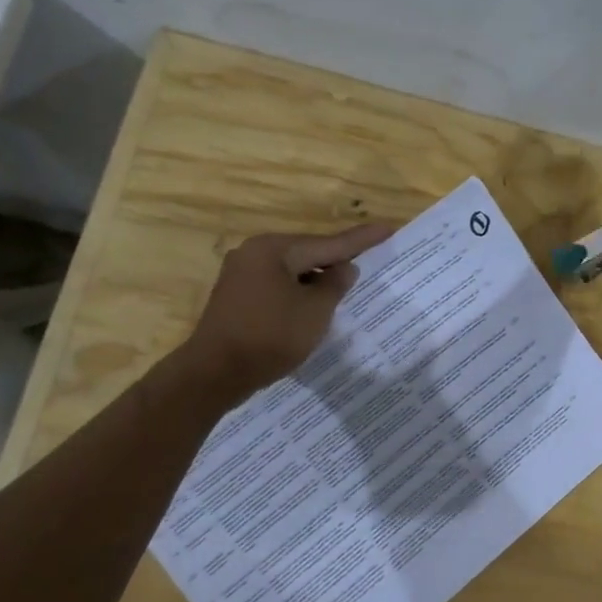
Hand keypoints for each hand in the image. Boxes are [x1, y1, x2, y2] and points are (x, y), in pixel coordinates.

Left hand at [189, 222, 392, 394]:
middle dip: (336, 261)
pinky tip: (312, 306)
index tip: (387, 229)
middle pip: (307, 253)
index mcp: (273, 249)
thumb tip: (345, 268)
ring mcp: (240, 275)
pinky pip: (276, 286)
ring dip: (317, 280)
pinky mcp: (235, 297)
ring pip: (291, 271)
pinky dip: (298, 293)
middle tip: (368, 261)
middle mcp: (253, 253)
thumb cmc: (270, 337)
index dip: (361, 240)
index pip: (328, 243)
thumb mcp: (314, 312)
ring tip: (344, 288)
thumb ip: (335, 285)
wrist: (215, 373)